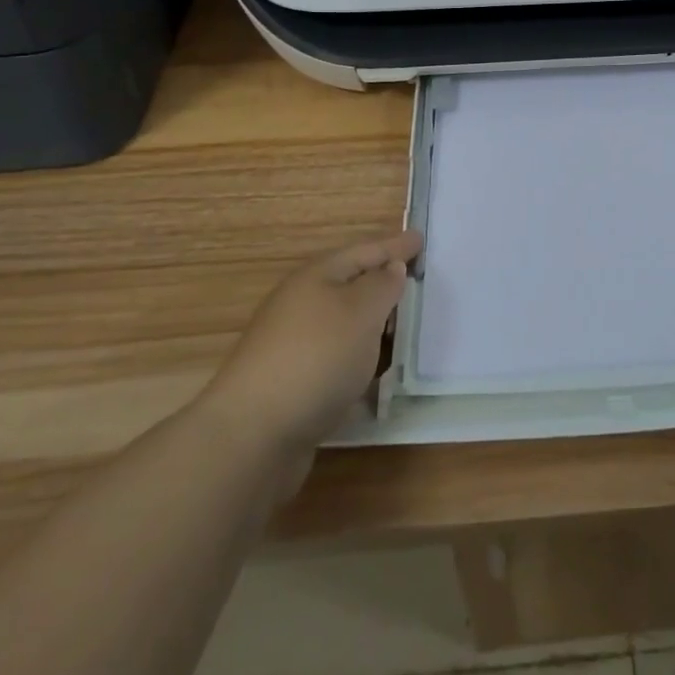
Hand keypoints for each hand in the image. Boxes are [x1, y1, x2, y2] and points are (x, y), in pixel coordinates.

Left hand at [202, 231, 420, 456]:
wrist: (252, 435)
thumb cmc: (316, 357)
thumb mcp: (361, 311)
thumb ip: (382, 285)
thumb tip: (391, 268)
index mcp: (316, 277)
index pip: (364, 251)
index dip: (395, 246)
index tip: (421, 238)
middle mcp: (301, 303)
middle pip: (350, 283)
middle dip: (383, 280)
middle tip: (416, 280)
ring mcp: (293, 344)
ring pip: (343, 321)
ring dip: (372, 321)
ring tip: (402, 325)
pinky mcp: (292, 381)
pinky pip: (337, 355)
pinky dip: (359, 355)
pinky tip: (374, 369)